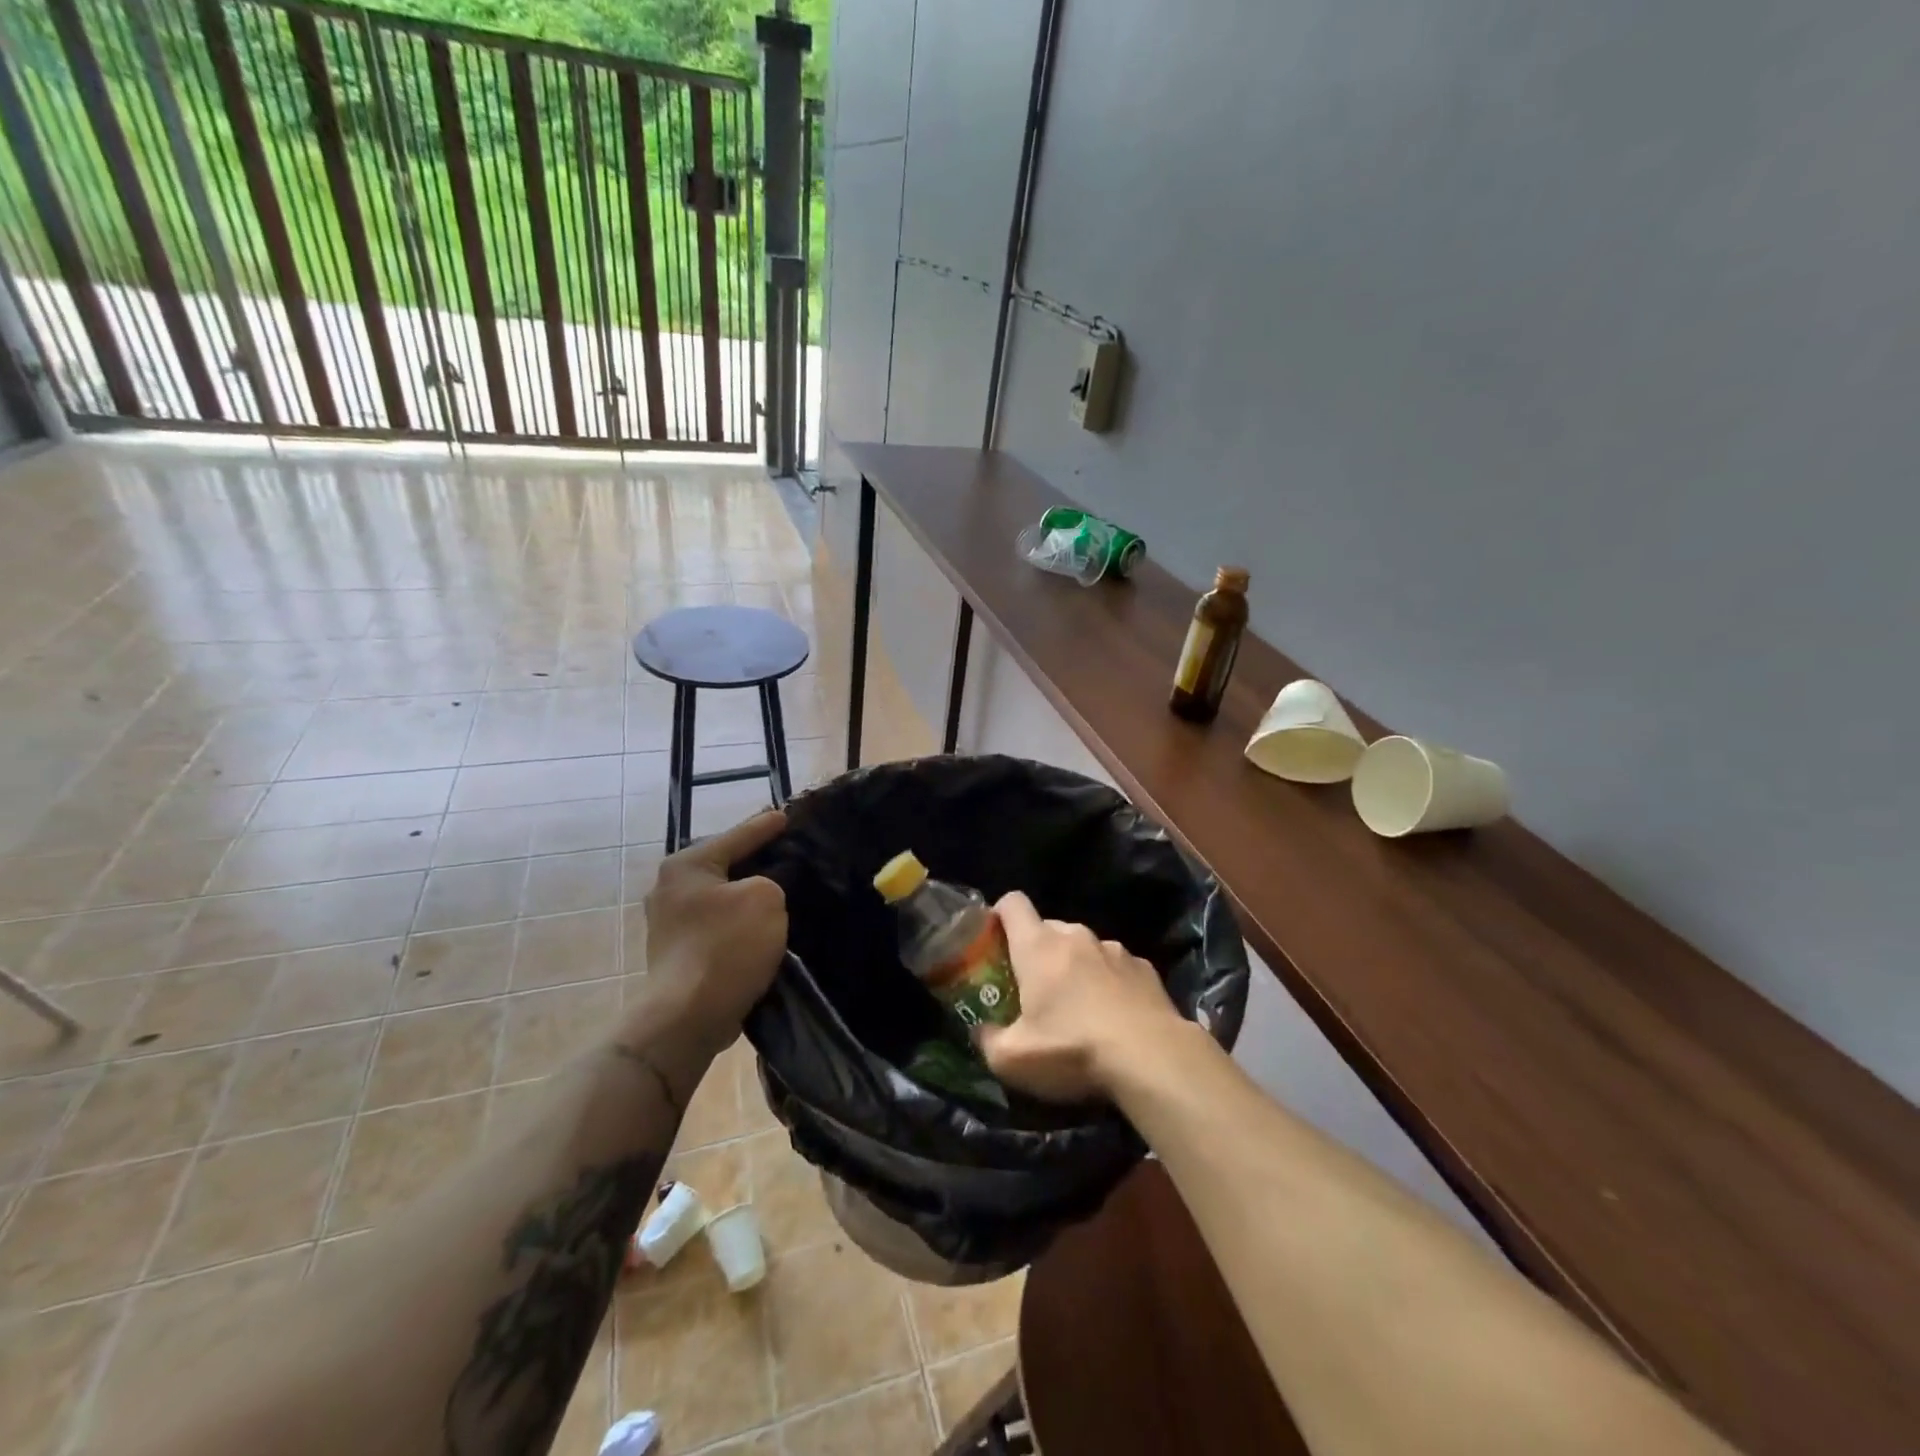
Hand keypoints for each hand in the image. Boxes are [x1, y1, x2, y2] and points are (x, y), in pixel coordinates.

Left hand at [638, 811, 788, 1052]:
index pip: (736, 836)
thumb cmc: (726, 947)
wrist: (688, 1017)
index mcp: (686, 865)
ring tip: (777, 892)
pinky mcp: (676, 954)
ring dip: (745, 897)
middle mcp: (669, 888)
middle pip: (723, 865)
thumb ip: (772, 879)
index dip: (766, 826)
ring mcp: (668, 923)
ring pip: (720, 897)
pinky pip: (716, 925)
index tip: (786, 815)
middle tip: (786, 854)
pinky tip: (758, 928)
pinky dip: (737, 923)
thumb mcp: (766, 898)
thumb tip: (762, 890)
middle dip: (753, 861)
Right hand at [976, 891, 1184, 1102]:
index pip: (1012, 903)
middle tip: (1034, 990)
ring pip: (1084, 947)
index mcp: (1038, 946)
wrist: (1154, 1059)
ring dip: (1075, 967)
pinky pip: (1116, 966)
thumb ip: (988, 1041)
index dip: (999, 915)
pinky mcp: (1145, 968)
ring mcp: (1114, 949)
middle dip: (1037, 951)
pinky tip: (1115, 1017)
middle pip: (1048, 928)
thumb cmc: (1073, 1050)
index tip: (995, 940)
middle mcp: (1076, 936)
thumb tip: (982, 1032)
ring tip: (1079, 1008)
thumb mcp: (1013, 1060)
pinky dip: (1109, 982)